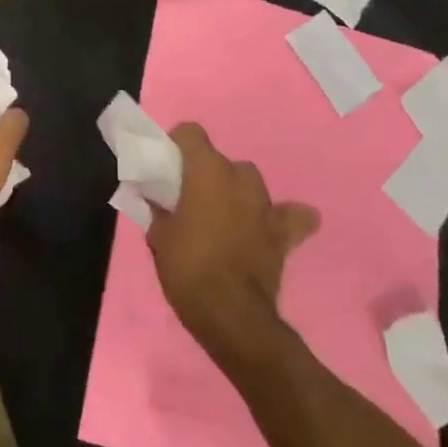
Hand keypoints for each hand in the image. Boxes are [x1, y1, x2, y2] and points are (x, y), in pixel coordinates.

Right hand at [148, 124, 318, 361]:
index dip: (177, 146)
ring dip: (236, 194)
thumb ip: (159, 208)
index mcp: (207, 171)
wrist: (229, 314)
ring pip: (250, 184)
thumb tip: (158, 199)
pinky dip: (280, 219)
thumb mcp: (158, 235)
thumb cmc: (187, 267)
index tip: (165, 167)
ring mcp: (266, 205)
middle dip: (206, 175)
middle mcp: (240, 178)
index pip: (191, 133)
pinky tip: (267, 229)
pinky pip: (290, 216)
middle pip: (221, 161)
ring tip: (222, 217)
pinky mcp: (284, 233)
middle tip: (189, 200)